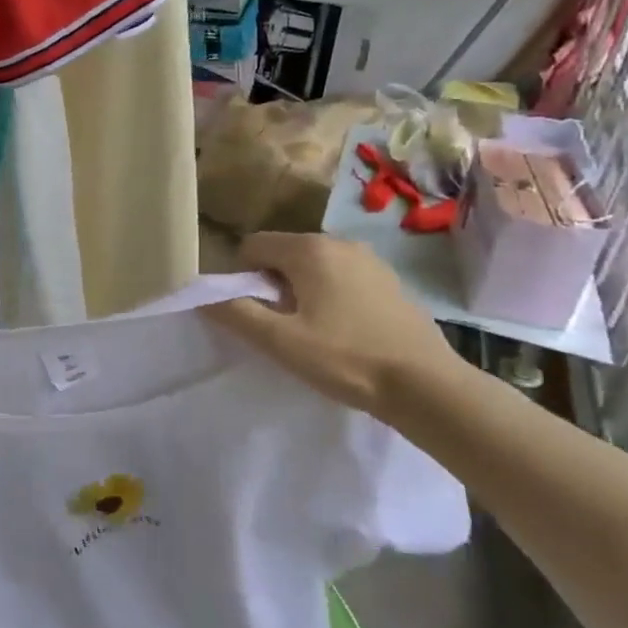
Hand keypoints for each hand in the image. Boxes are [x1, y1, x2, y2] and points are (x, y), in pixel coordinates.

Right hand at [208, 232, 459, 418]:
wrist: (427, 385)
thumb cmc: (347, 359)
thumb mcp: (281, 342)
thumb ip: (236, 314)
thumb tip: (201, 295)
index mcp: (309, 249)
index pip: (253, 245)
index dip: (242, 277)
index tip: (255, 313)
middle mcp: (338, 242)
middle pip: (283, 253)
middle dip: (272, 284)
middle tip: (283, 326)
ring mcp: (369, 259)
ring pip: (314, 265)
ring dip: (301, 290)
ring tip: (313, 331)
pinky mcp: (389, 280)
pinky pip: (342, 276)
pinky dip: (331, 294)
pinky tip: (345, 330)